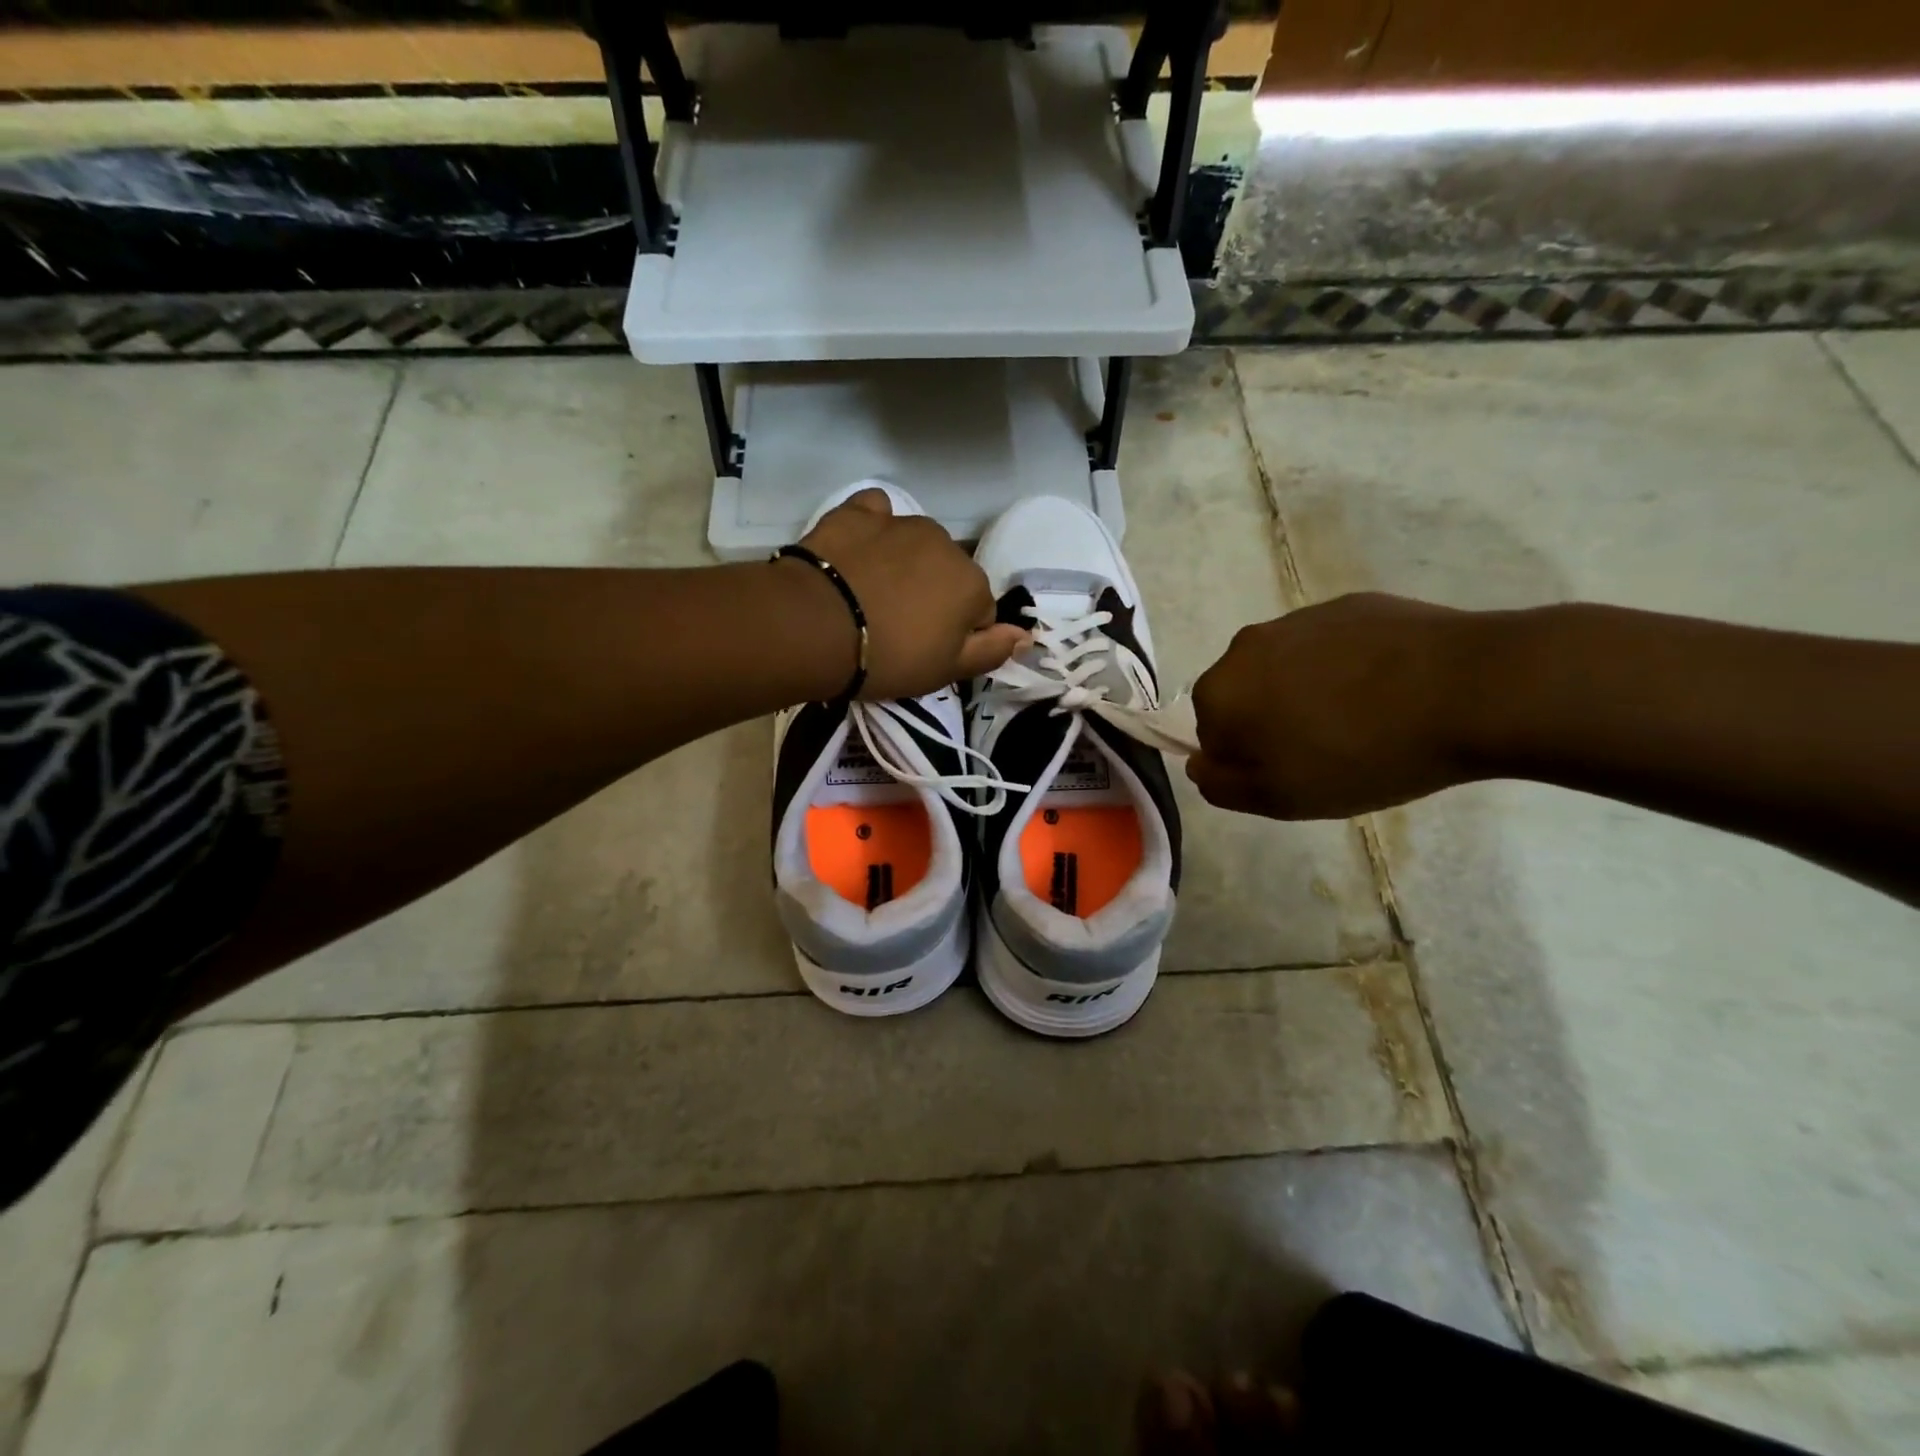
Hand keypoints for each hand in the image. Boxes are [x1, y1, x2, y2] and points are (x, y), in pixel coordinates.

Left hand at [795, 488, 1026, 700]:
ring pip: (915, 546)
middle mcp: (945, 544)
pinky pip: (876, 514)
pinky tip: (857, 552)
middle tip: (896, 628)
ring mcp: (900, 522)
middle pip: (948, 574)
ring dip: (904, 564)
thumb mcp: (947, 670)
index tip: (925, 651)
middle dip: (932, 596)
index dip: (955, 635)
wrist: (814, 625)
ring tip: (869, 596)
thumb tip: (1026, 634)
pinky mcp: (857, 512)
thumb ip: (992, 650)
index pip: (979, 612)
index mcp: (972, 583)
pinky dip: (873, 530)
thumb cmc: (889, 657)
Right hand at [1188, 593, 1487, 818]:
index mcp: (1221, 691)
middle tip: (1325, 751)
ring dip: (1306, 693)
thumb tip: (1200, 764)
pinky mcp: (1350, 604)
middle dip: (1271, 721)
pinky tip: (1390, 690)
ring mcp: (1299, 618)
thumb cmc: (1362, 754)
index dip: (1248, 760)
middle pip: (1244, 695)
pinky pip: (1331, 645)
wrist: (1471, 689)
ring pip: (1286, 668)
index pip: (1211, 734)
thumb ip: (1222, 785)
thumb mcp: (1281, 798)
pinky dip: (1346, 667)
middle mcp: (1246, 646)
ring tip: (1364, 720)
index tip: (1292, 773)